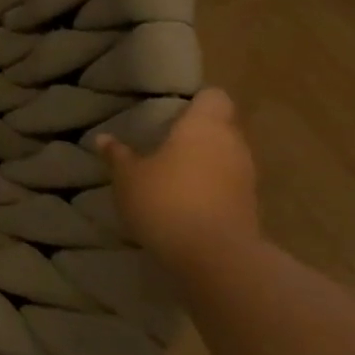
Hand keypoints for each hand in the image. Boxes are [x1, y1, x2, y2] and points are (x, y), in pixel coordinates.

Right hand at [95, 88, 259, 261]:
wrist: (215, 258)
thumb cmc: (165, 201)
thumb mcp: (128, 177)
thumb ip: (118, 155)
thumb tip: (104, 138)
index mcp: (204, 126)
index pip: (213, 97)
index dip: (195, 99)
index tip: (171, 108)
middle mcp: (232, 144)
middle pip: (222, 125)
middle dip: (198, 130)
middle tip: (165, 138)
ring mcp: (246, 176)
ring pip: (226, 154)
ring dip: (205, 159)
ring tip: (172, 169)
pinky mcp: (250, 205)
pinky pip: (228, 182)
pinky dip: (210, 184)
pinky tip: (185, 197)